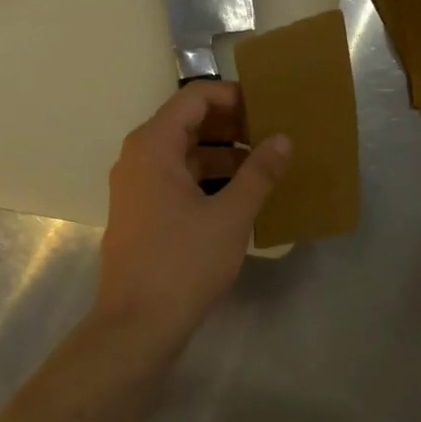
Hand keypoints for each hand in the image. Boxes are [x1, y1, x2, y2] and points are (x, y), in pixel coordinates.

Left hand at [93, 81, 290, 356]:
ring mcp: (138, 187)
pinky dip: (209, 179)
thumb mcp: (231, 216)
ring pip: (185, 154)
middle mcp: (139, 158)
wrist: (136, 325)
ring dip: (224, 155)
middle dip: (232, 126)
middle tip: (272, 135)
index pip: (194, 98)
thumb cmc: (183, 263)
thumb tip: (284, 139)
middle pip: (188, 123)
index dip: (232, 96)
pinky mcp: (143, 212)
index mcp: (153, 146)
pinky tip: (242, 196)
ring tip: (265, 166)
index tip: (267, 109)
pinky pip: (179, 179)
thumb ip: (260, 173)